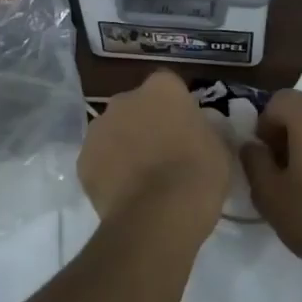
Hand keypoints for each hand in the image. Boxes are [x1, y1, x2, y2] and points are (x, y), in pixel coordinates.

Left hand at [78, 71, 230, 240]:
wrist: (157, 215)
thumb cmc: (198, 174)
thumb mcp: (218, 146)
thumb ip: (203, 130)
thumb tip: (197, 132)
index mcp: (162, 88)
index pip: (168, 86)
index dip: (176, 107)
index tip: (184, 128)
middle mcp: (125, 99)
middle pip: (135, 106)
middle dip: (145, 123)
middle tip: (162, 152)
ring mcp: (99, 128)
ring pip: (113, 131)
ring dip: (123, 145)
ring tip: (141, 177)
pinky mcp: (82, 160)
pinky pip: (98, 160)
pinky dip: (108, 171)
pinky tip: (124, 193)